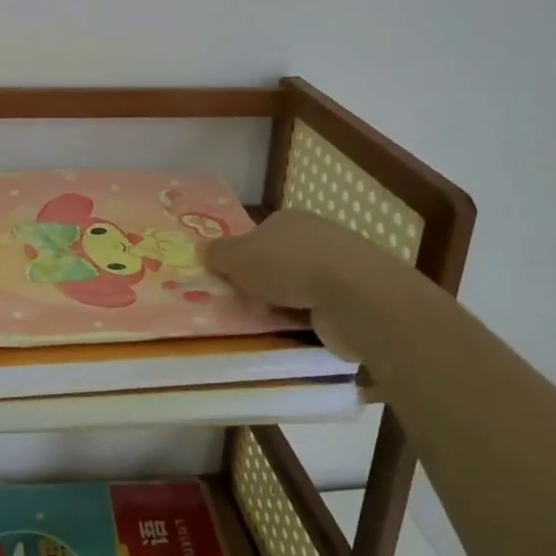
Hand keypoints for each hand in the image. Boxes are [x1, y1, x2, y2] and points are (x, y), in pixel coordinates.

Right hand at [205, 208, 430, 364]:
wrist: (354, 295)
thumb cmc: (288, 266)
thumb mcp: (238, 258)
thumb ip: (218, 254)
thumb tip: (200, 249)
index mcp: (289, 219)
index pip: (260, 235)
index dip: (243, 258)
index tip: (232, 281)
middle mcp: (316, 237)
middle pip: (280, 261)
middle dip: (264, 284)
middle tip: (246, 307)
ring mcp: (340, 268)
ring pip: (301, 288)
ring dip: (286, 305)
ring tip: (267, 327)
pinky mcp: (356, 299)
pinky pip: (322, 311)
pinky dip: (309, 322)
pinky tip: (297, 336)